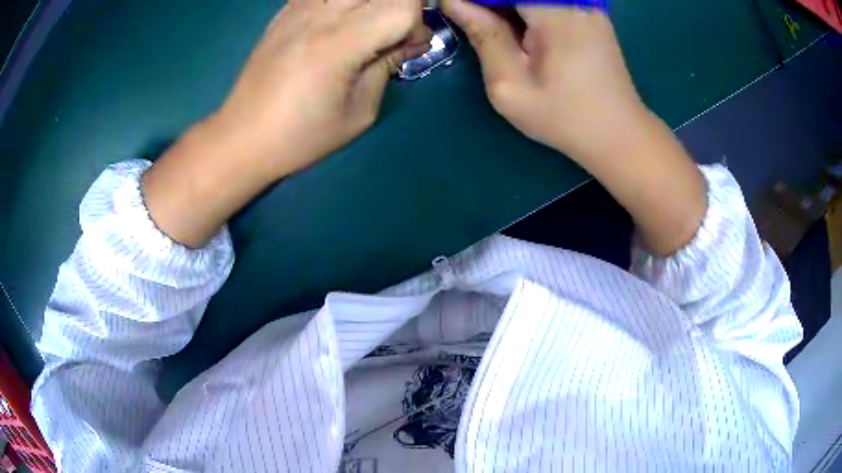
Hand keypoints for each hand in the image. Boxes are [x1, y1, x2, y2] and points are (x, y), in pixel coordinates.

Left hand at [215, 0, 428, 176]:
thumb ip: (388, 66)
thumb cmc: (301, 135)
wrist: (242, 136)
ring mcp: (298, 7)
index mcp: (339, 43)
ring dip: (371, 5)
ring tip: (365, 30)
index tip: (408, 48)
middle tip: (390, 36)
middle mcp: (319, 14)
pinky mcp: (285, 10)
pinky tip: (337, 26)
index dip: (416, 24)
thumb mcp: (359, 112)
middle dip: (399, 8)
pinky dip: (344, 5)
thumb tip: (409, 41)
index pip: (402, 5)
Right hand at [443, 1, 706, 255]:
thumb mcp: (511, 86)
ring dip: (504, 8)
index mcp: (555, 13)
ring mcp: (586, 4)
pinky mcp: (589, 12)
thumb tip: (452, 1)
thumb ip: (483, 36)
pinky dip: (523, 10)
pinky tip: (517, 29)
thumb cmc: (564, 118)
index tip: (453, 10)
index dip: (473, 0)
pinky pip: (548, 1)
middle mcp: (574, 0)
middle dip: (488, 4)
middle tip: (470, 21)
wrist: (618, 134)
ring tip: (500, 37)